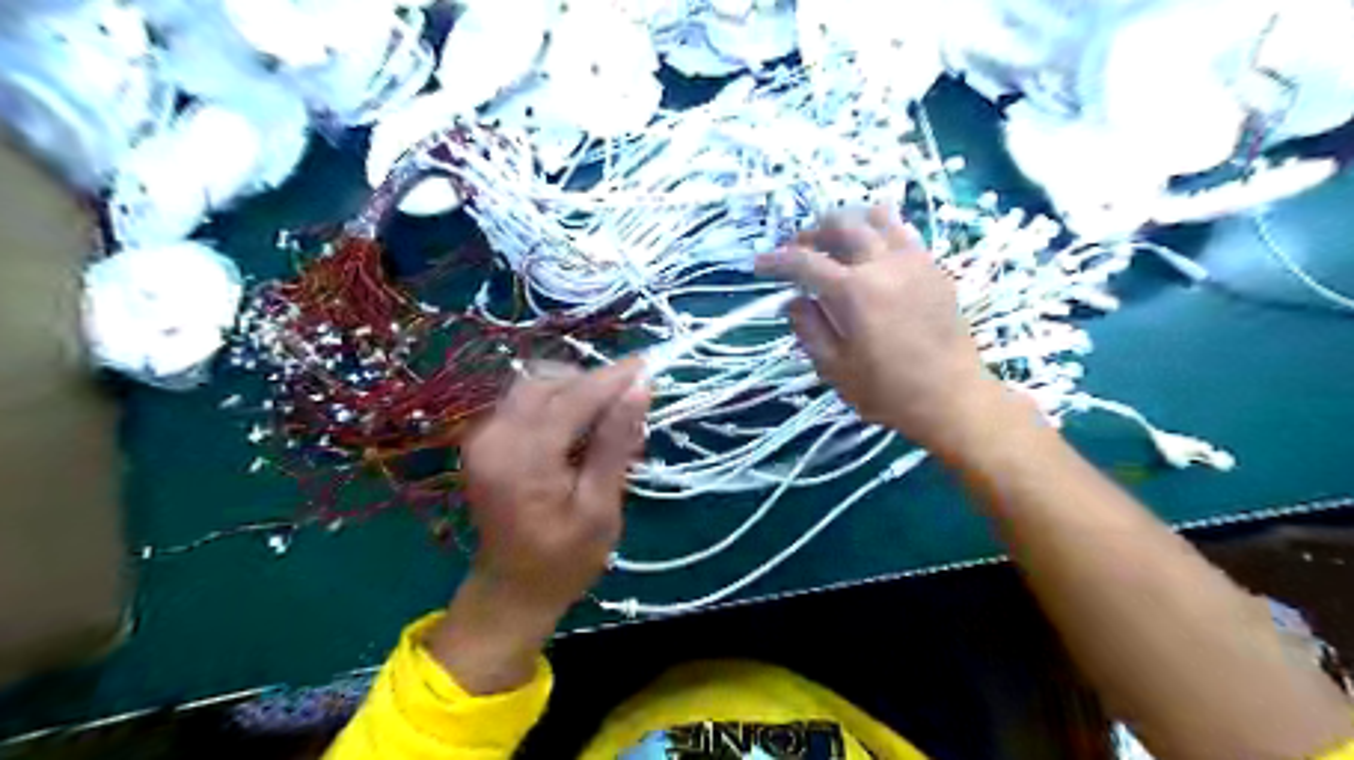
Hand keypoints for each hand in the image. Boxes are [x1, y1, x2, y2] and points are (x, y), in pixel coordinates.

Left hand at [427, 362, 649, 693]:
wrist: (511, 591)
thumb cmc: (564, 559)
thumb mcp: (600, 507)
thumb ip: (615, 443)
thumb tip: (639, 389)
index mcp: (521, 459)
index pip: (572, 398)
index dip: (613, 378)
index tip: (649, 364)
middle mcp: (493, 436)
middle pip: (547, 381)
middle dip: (592, 383)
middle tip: (630, 403)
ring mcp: (483, 435)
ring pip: (535, 386)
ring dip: (576, 390)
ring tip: (609, 420)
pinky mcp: (485, 439)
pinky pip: (526, 402)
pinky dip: (559, 403)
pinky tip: (582, 429)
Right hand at [760, 205, 1001, 454]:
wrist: (953, 398)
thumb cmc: (888, 392)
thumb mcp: (834, 369)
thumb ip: (808, 329)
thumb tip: (793, 300)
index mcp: (855, 293)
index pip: (805, 262)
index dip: (776, 260)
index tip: (759, 265)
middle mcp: (884, 265)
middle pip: (840, 224)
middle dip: (810, 233)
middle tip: (797, 253)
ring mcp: (913, 260)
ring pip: (874, 217)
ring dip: (846, 223)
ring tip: (832, 244)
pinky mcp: (933, 266)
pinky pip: (901, 231)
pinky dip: (876, 231)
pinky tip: (867, 255)